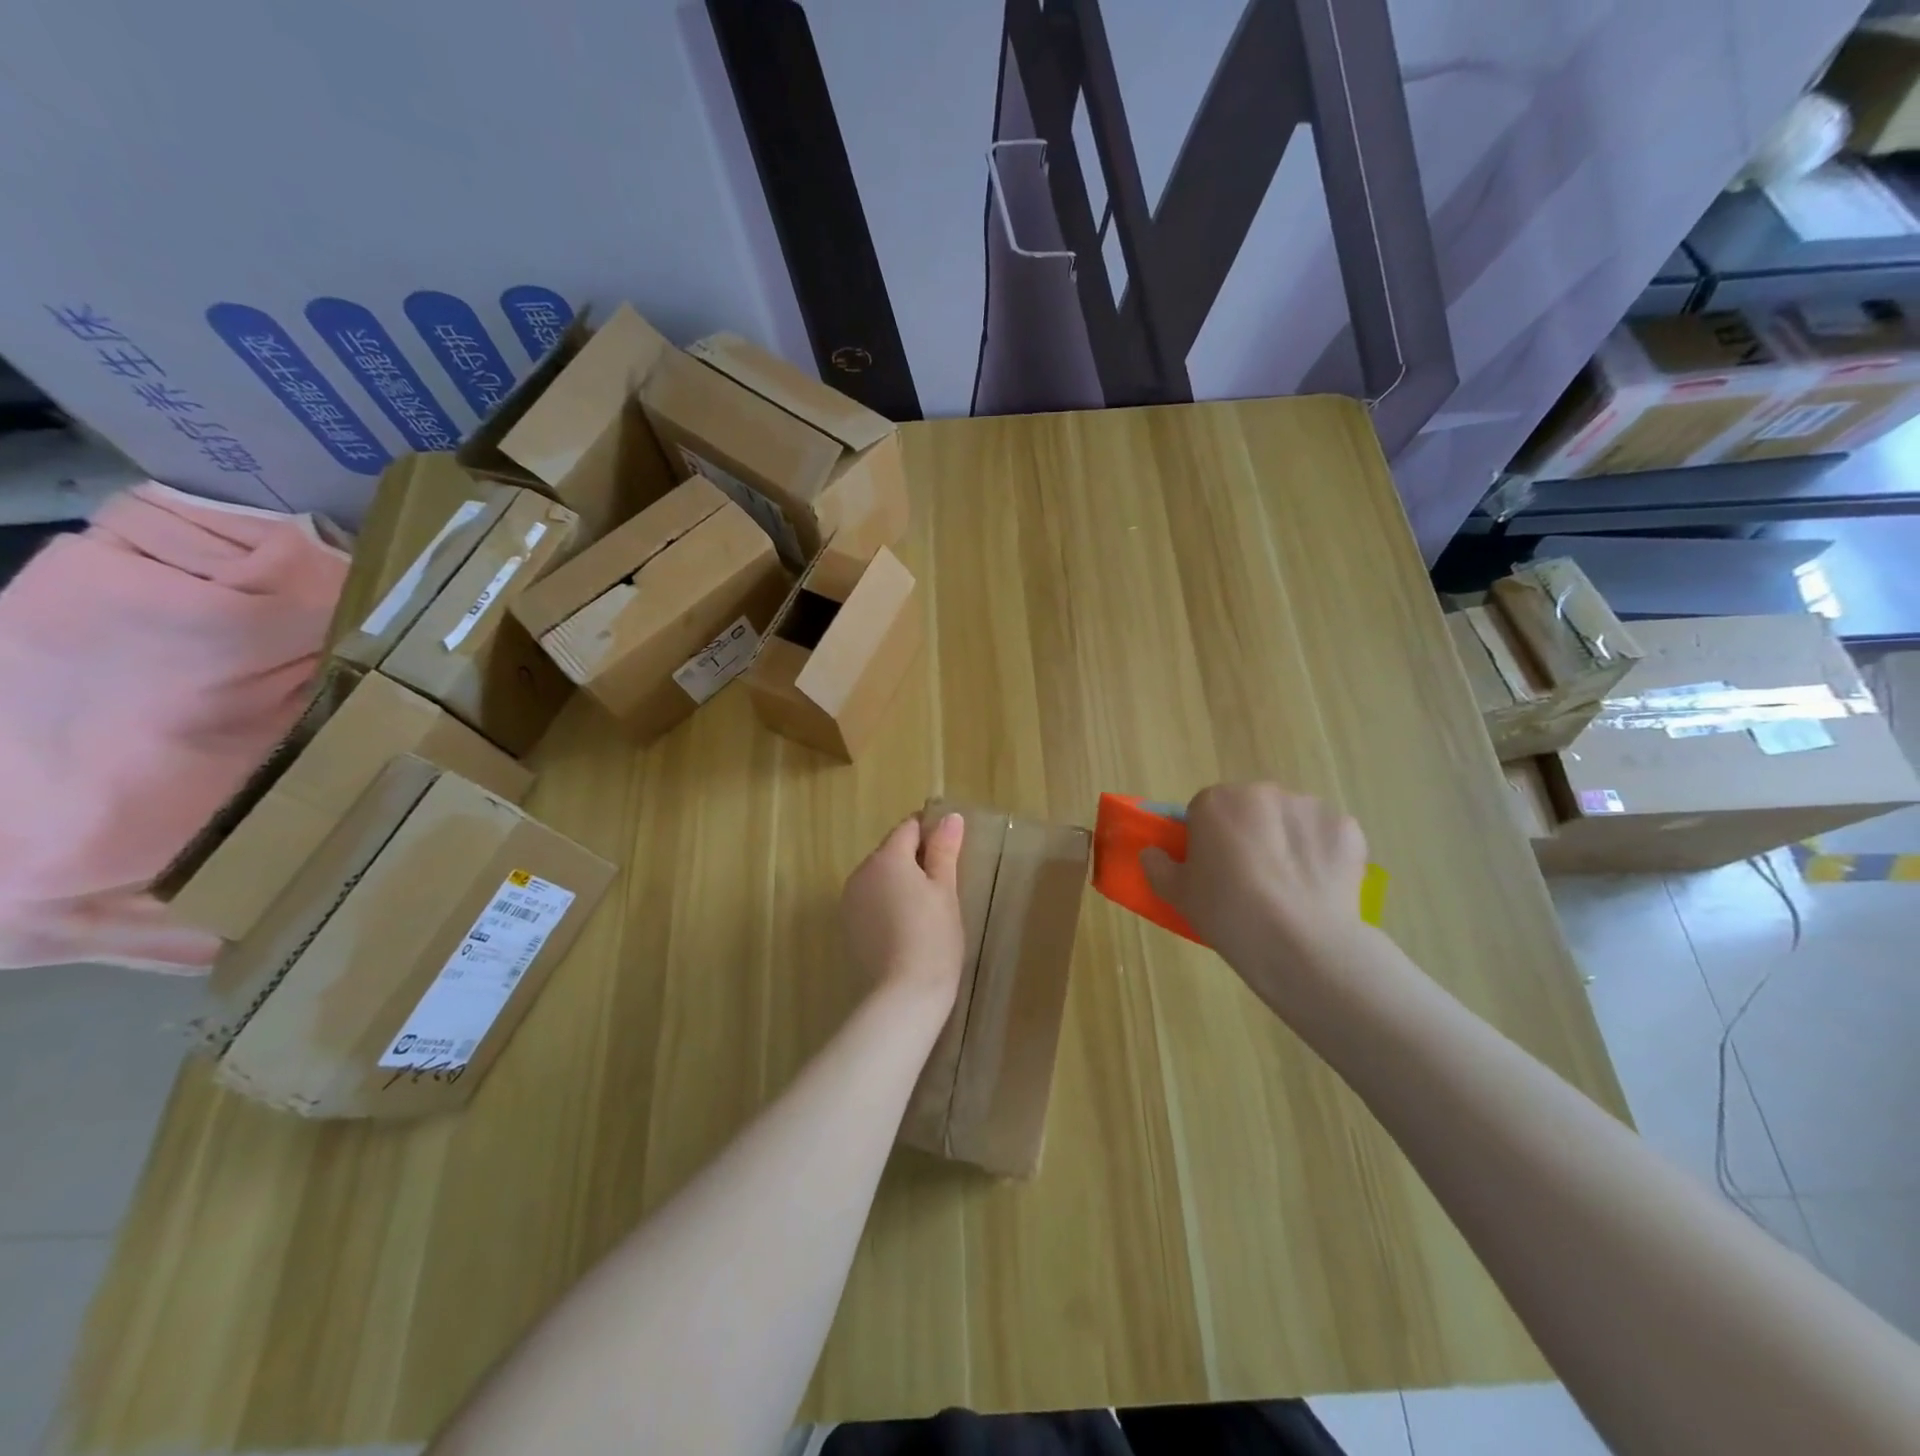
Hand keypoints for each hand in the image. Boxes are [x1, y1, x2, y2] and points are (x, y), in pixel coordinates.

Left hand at [841, 813, 966, 1011]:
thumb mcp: (945, 889)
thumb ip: (944, 850)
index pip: (909, 828)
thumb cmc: (933, 935)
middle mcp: (861, 872)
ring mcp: (850, 900)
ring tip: (926, 910)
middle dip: (915, 860)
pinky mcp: (848, 925)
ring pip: (879, 877)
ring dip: (899, 882)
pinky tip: (905, 927)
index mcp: (887, 858)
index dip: (931, 834)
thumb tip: (950, 817)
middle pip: (891, 852)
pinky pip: (870, 900)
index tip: (950, 854)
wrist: (905, 992)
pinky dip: (886, 904)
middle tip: (943, 886)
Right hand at [1141, 784, 1368, 1002]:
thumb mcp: (1178, 895)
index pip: (1205, 810)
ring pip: (1290, 820)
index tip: (1213, 870)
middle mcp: (1261, 792)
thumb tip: (1152, 854)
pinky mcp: (1346, 828)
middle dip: (1250, 834)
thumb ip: (1158, 868)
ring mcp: (1308, 807)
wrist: (1300, 943)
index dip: (1208, 839)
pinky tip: (1318, 889)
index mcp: (1216, 802)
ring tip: (1288, 889)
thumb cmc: (1228, 913)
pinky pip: (1325, 837)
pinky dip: (1322, 856)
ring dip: (1287, 842)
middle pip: (1250, 809)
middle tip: (1249, 880)